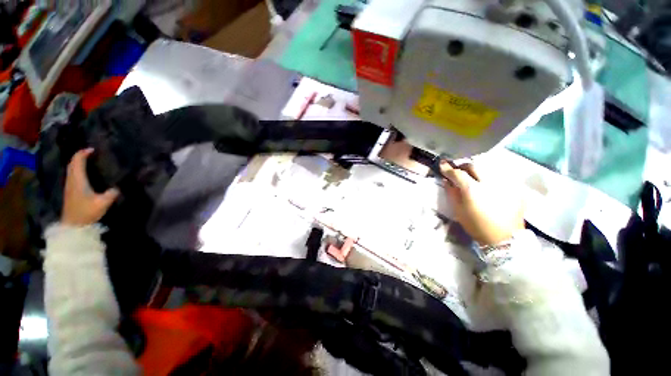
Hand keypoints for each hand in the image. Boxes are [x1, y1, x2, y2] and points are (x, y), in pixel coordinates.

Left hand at [62, 148, 118, 225]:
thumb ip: (111, 194)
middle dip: (79, 156)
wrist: (73, 225)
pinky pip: (72, 175)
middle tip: (89, 153)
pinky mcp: (70, 191)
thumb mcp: (103, 203)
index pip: (77, 161)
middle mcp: (72, 180)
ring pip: (70, 169)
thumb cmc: (86, 212)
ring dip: (77, 162)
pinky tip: (83, 173)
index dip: (83, 153)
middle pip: (72, 163)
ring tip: (87, 160)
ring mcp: (69, 186)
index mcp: (78, 180)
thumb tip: (117, 187)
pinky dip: (76, 169)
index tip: (92, 149)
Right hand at [441, 161, 524, 245]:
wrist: (505, 238)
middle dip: (463, 166)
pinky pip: (499, 175)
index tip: (442, 164)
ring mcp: (504, 184)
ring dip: (477, 170)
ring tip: (473, 176)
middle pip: (474, 165)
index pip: (458, 173)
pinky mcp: (514, 187)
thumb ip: (452, 193)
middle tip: (458, 171)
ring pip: (488, 167)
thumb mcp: (459, 211)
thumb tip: (447, 181)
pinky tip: (488, 184)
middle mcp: (489, 183)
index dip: (448, 168)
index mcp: (472, 190)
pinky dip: (490, 176)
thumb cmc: (477, 226)